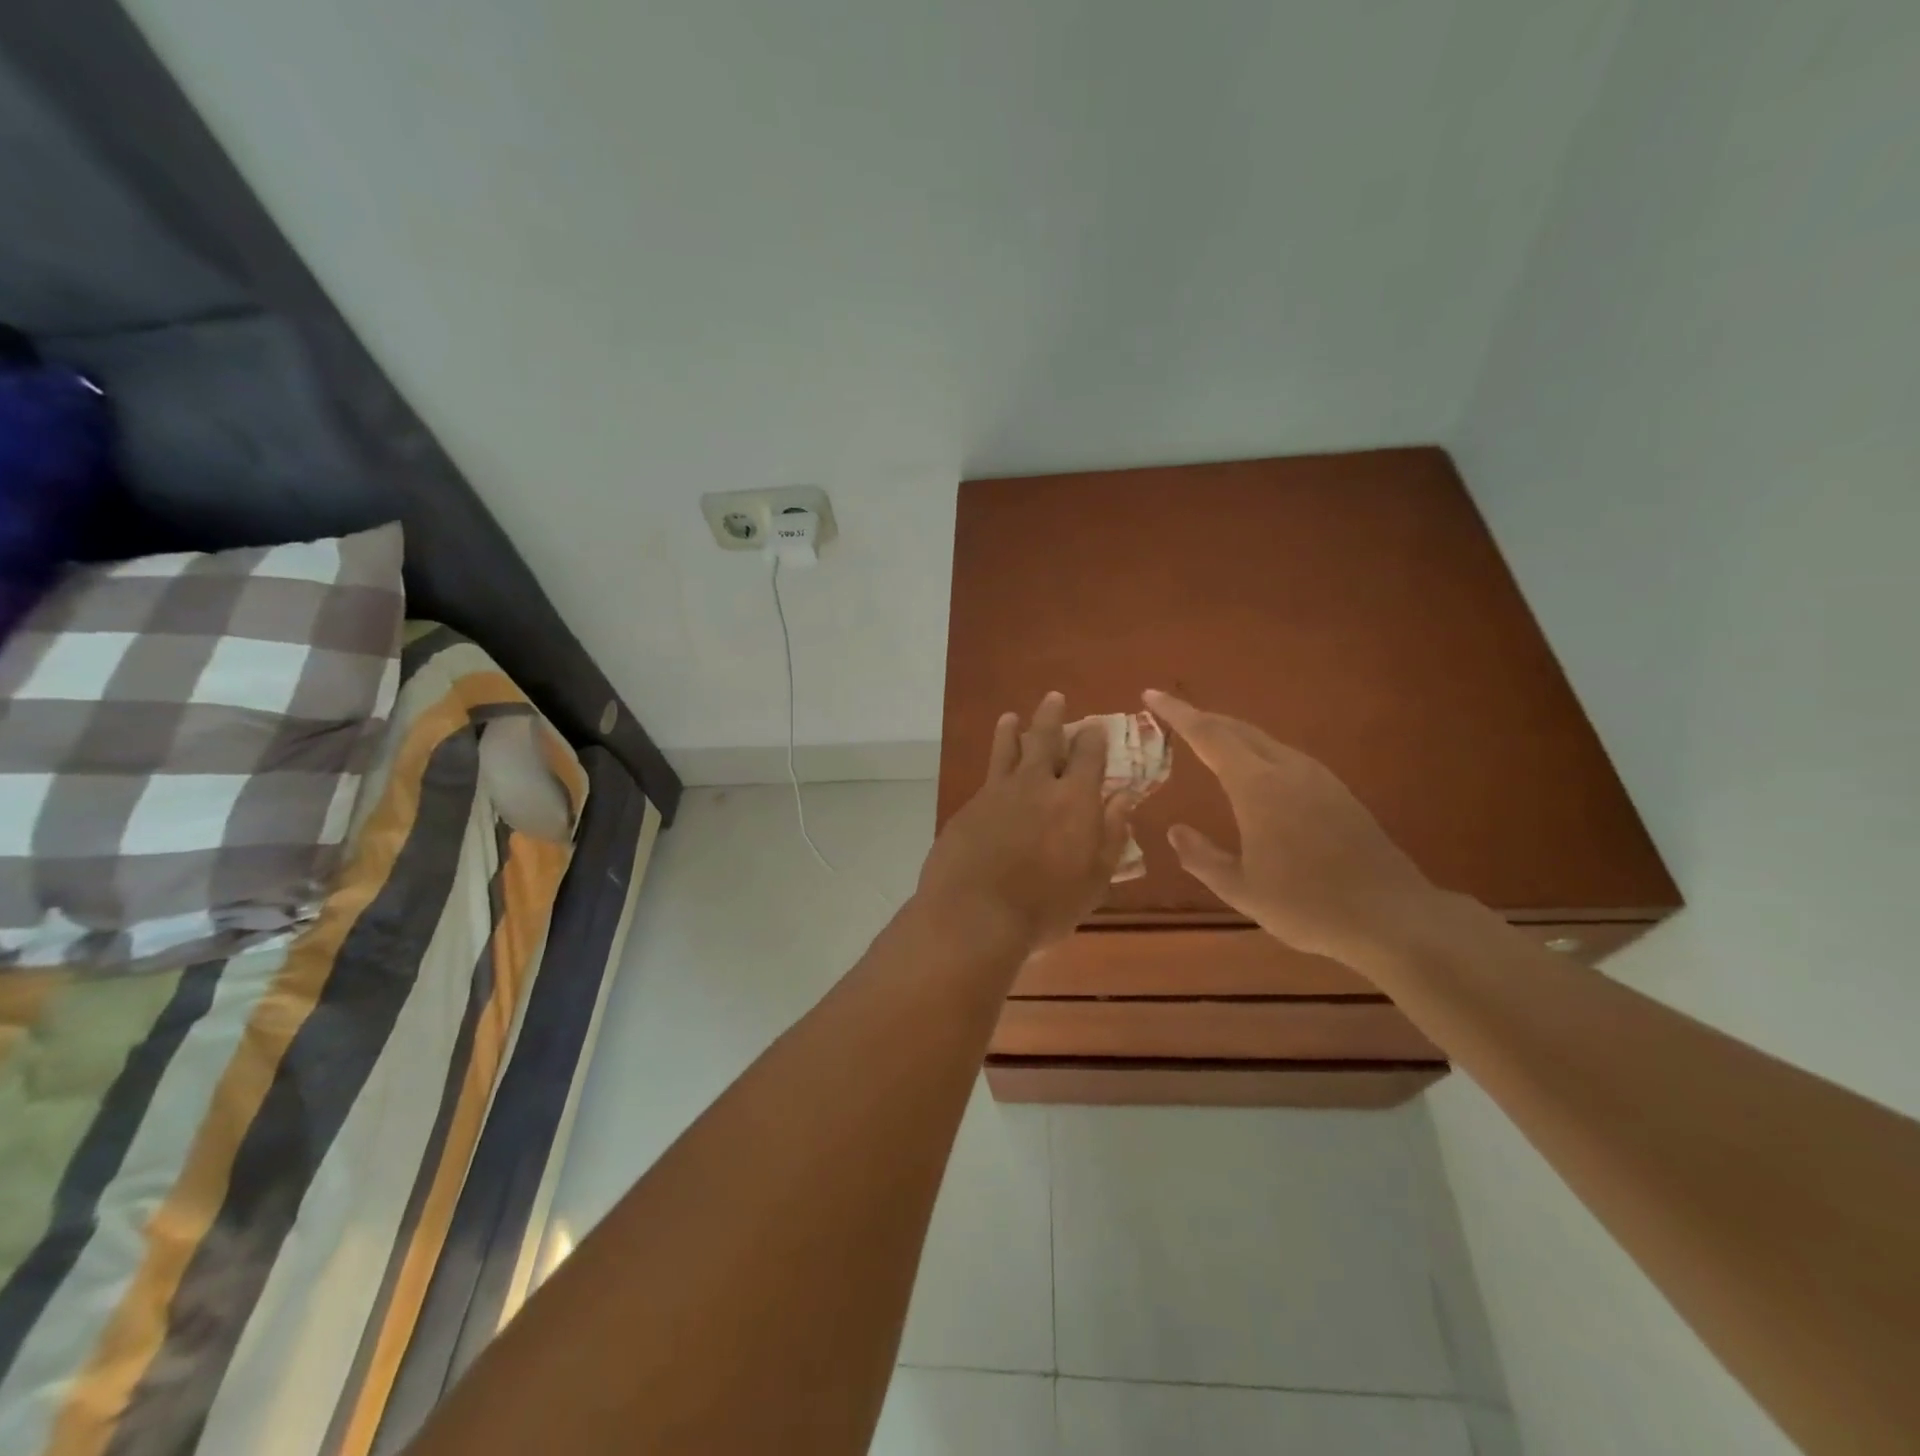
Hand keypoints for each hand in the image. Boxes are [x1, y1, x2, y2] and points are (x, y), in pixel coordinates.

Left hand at [917, 693, 1135, 954]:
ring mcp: (998, 792)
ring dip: (1012, 730)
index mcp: (1074, 799)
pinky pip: (987, 775)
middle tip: (1053, 698)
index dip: (1092, 737)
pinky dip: (992, 763)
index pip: (1088, 755)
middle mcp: (1036, 784)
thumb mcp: (1094, 879)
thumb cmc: (1045, 906)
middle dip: (1052, 716)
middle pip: (1044, 738)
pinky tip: (993, 769)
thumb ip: (1111, 834)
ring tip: (1011, 717)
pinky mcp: (969, 806)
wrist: (974, 913)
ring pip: (1008, 749)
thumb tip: (1124, 797)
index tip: (1093, 725)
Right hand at [1144, 690, 1444, 970]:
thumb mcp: (1242, 889)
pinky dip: (1255, 751)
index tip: (1151, 695)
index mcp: (1258, 786)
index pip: (1208, 735)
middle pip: (1237, 729)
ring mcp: (1318, 778)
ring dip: (1230, 733)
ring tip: (1205, 739)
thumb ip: (1202, 858)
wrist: (1392, 917)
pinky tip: (1252, 772)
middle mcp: (1287, 769)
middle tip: (1172, 716)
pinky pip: (1284, 756)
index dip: (1177, 713)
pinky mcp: (1337, 791)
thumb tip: (1176, 831)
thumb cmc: (1308, 905)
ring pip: (1264, 740)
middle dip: (1202, 717)